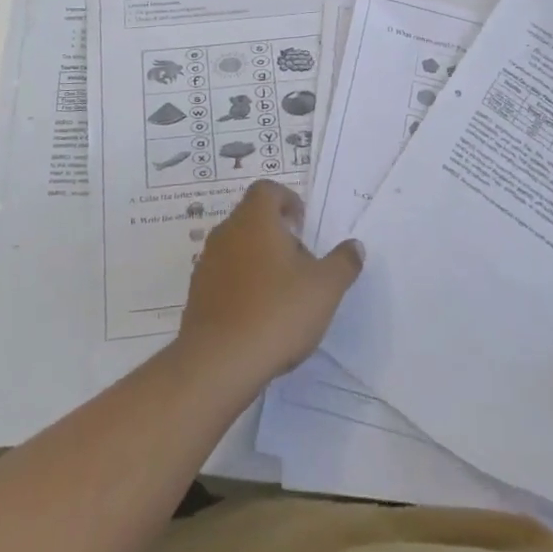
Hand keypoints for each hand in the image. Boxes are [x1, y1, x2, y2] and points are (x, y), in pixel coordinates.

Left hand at [176, 180, 363, 388]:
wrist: (219, 362)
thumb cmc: (277, 311)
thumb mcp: (325, 288)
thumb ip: (343, 262)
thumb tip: (355, 246)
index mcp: (255, 219)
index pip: (267, 189)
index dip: (287, 199)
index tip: (303, 224)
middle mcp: (226, 232)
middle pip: (252, 218)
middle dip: (277, 234)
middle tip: (300, 263)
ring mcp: (207, 263)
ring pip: (237, 248)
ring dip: (259, 260)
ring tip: (282, 293)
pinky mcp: (197, 293)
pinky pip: (224, 276)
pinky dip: (242, 285)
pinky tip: (259, 316)